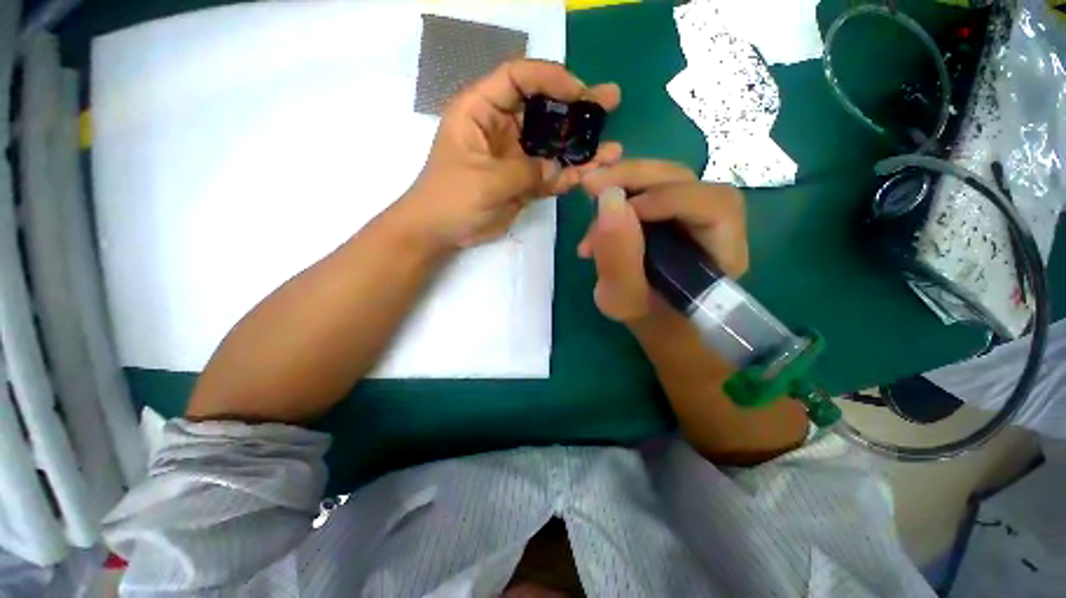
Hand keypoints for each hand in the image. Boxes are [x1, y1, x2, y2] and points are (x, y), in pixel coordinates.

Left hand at [404, 60, 621, 247]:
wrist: (441, 232)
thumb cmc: (451, 199)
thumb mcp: (485, 181)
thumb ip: (525, 172)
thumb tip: (558, 168)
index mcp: (481, 111)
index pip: (518, 78)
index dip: (550, 78)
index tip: (579, 92)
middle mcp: (502, 128)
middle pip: (543, 108)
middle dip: (577, 107)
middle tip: (610, 103)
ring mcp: (515, 156)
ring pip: (552, 145)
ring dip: (580, 147)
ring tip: (612, 150)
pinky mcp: (523, 181)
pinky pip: (549, 174)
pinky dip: (568, 176)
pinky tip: (589, 175)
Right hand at [578, 160, 747, 322]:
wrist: (658, 326)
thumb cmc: (649, 323)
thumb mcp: (625, 300)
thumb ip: (618, 259)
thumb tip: (608, 200)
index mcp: (723, 253)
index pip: (714, 206)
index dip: (666, 198)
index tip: (616, 208)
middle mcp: (716, 225)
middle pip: (686, 180)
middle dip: (635, 177)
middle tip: (590, 184)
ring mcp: (694, 214)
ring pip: (664, 179)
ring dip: (623, 183)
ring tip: (590, 197)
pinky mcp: (674, 213)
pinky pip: (649, 191)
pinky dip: (620, 196)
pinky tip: (598, 217)